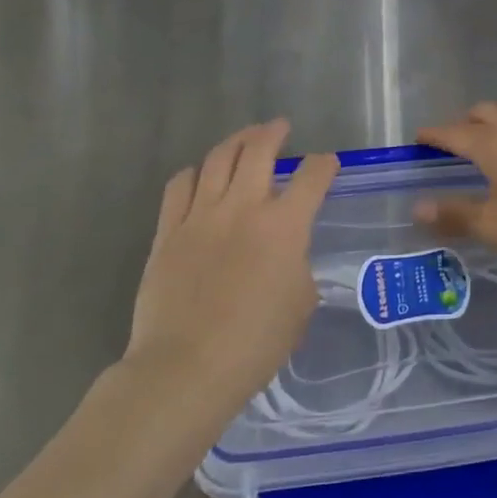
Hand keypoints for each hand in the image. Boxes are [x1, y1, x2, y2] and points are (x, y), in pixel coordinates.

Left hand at [123, 121, 335, 416]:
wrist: (185, 369)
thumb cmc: (254, 344)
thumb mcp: (300, 306)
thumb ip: (299, 269)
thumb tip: (289, 259)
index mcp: (284, 226)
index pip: (312, 177)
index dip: (324, 165)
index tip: (327, 164)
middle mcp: (243, 207)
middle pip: (259, 150)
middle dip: (274, 132)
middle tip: (280, 127)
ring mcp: (201, 216)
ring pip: (218, 158)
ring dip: (236, 141)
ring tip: (244, 138)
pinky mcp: (168, 231)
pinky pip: (180, 185)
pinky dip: (194, 172)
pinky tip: (199, 175)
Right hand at [414, 103, 496, 270]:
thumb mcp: (494, 226)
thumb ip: (454, 215)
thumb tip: (418, 206)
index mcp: (494, 145)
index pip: (454, 133)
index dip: (433, 135)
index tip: (417, 140)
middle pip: (484, 114)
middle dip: (464, 124)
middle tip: (451, 148)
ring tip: (490, 147)